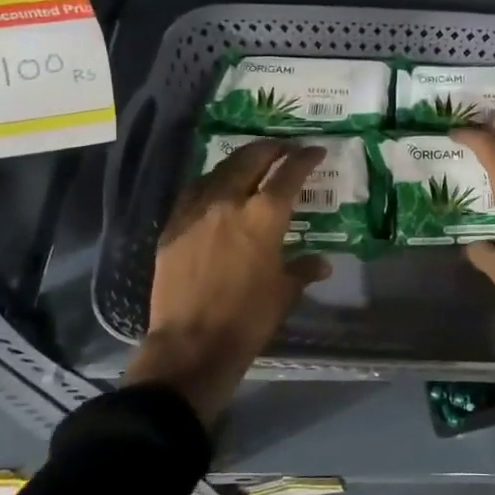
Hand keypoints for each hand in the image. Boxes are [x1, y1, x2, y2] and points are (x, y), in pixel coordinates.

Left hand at [128, 139, 330, 424]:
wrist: (191, 345)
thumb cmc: (247, 319)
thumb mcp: (284, 293)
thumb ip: (303, 270)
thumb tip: (322, 263)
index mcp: (264, 216)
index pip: (289, 174)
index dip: (305, 158)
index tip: (314, 151)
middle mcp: (230, 202)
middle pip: (251, 159)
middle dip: (270, 149)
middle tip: (283, 148)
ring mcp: (197, 211)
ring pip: (219, 170)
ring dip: (239, 161)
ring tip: (251, 162)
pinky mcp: (173, 226)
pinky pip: (194, 191)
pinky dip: (211, 182)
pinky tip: (215, 188)